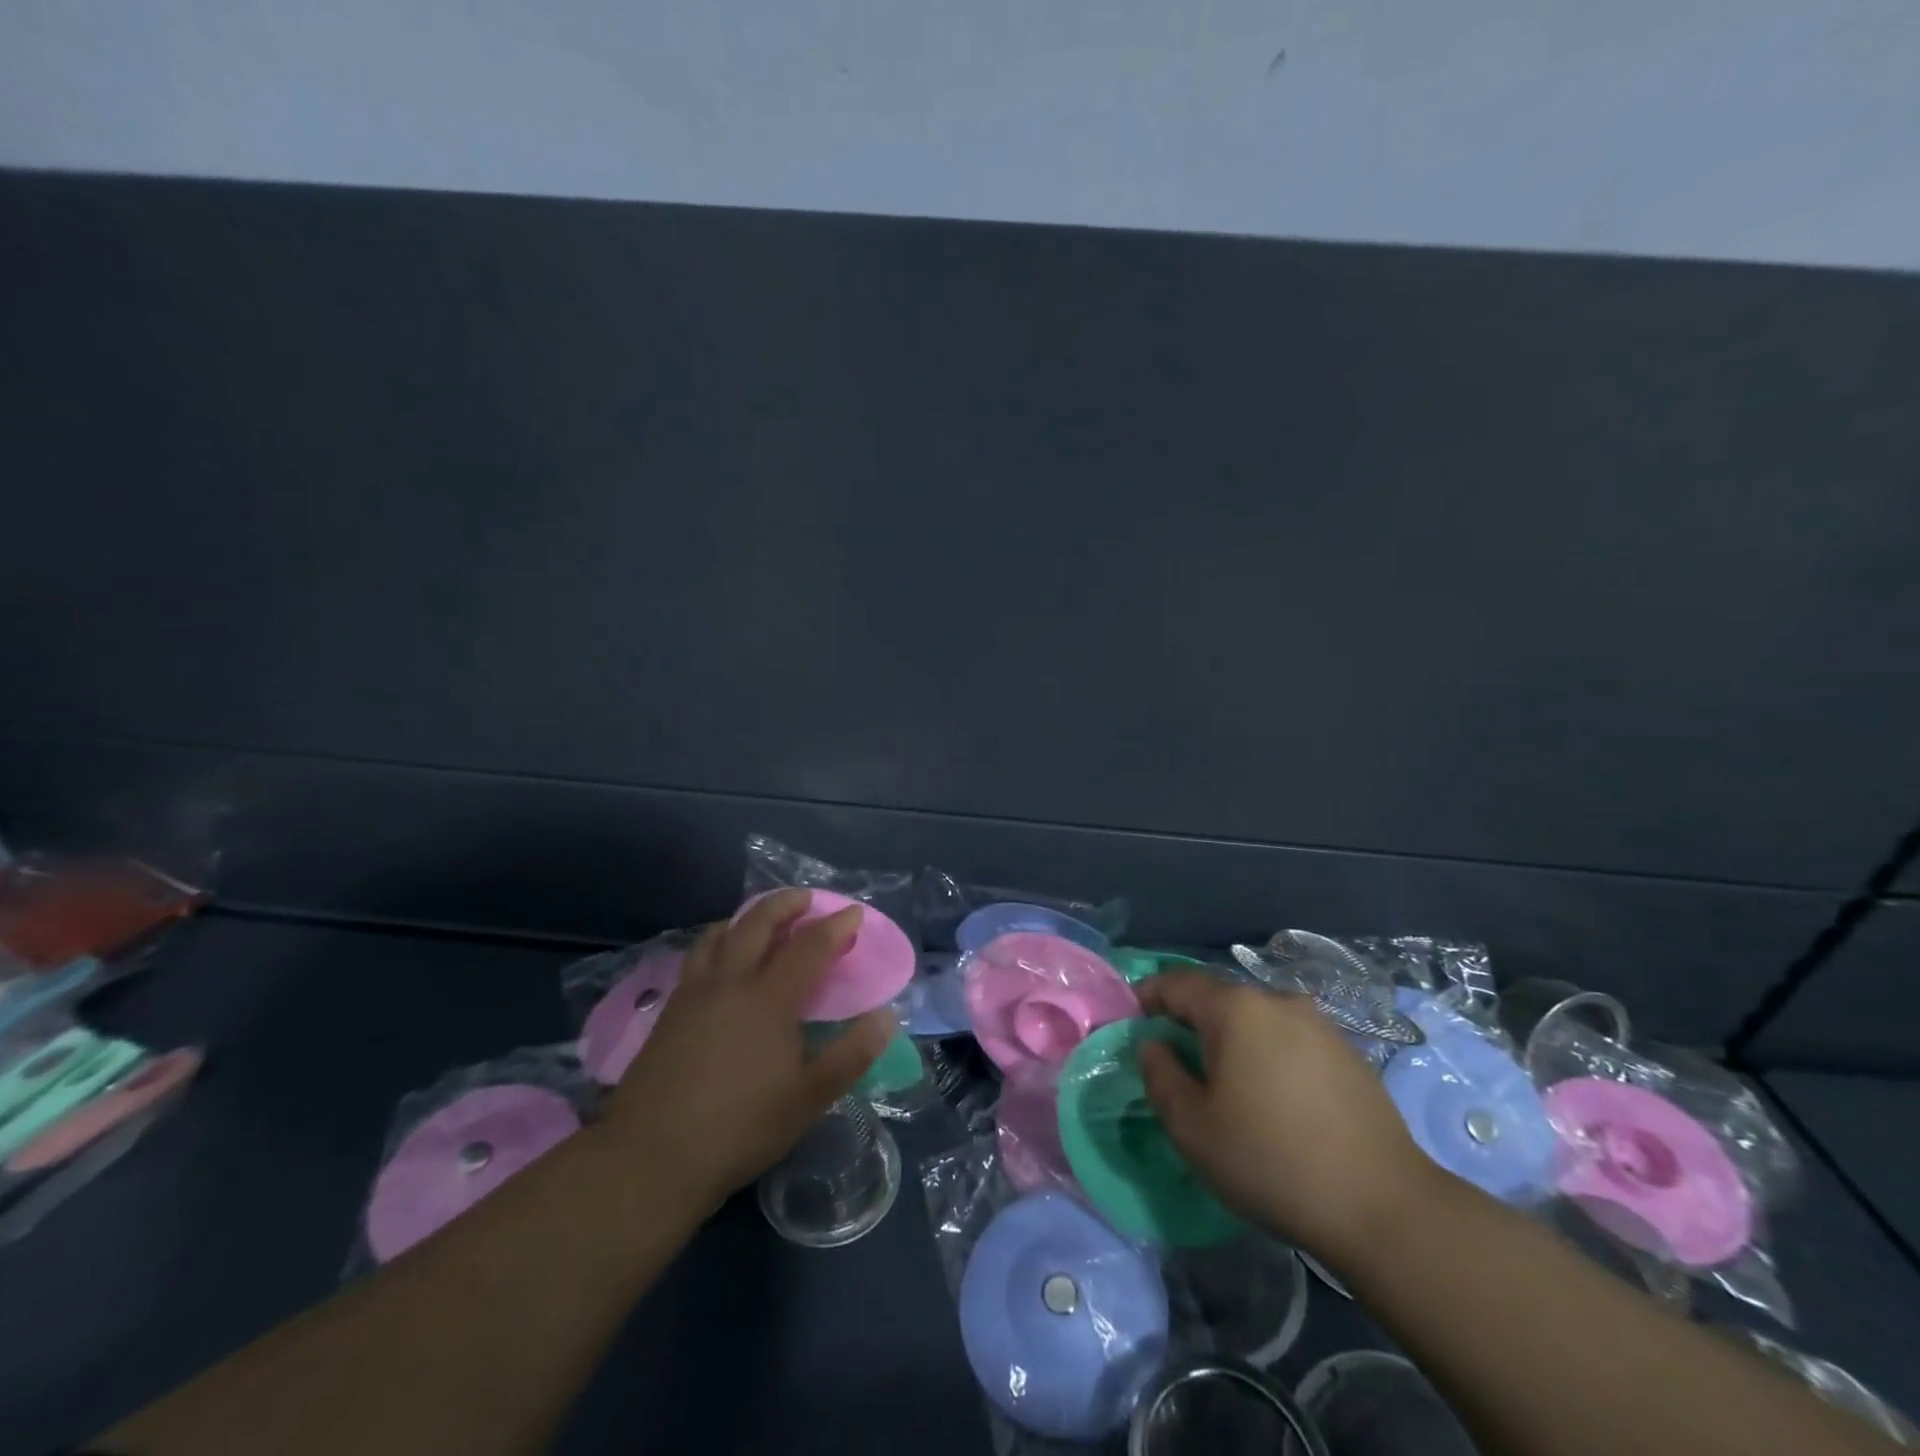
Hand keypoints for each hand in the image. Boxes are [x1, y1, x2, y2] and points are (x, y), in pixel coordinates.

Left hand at [604, 890, 893, 1206]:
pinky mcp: (669, 1012)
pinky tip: (718, 960)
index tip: (854, 912)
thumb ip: (851, 1055)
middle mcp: (730, 982)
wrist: (651, 1158)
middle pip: (758, 923)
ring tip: (759, 918)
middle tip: (806, 898)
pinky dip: (716, 941)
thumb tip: (887, 1016)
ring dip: (745, 917)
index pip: (809, 947)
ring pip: (719, 935)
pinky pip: (696, 957)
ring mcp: (693, 993)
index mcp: (768, 998)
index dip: (836, 926)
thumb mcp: (808, 1099)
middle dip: (786, 903)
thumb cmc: (739, 1127)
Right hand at [1136, 971, 1432, 1268]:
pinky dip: (1267, 1055)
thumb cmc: (1272, 1161)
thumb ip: (1160, 1077)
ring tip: (1224, 1083)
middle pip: (1219, 999)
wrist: (1385, 1207)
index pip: (1177, 984)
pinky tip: (1272, 1098)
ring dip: (1231, 1040)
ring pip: (1256, 1020)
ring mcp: (1319, 1025)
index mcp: (1236, 1009)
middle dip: (1190, 1021)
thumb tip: (1153, 1046)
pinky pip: (1289, 1040)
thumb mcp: (1193, 1128)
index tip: (1132, 1021)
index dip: (1147, 996)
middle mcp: (1278, 1001)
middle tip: (1174, 1061)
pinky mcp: (1348, 1054)